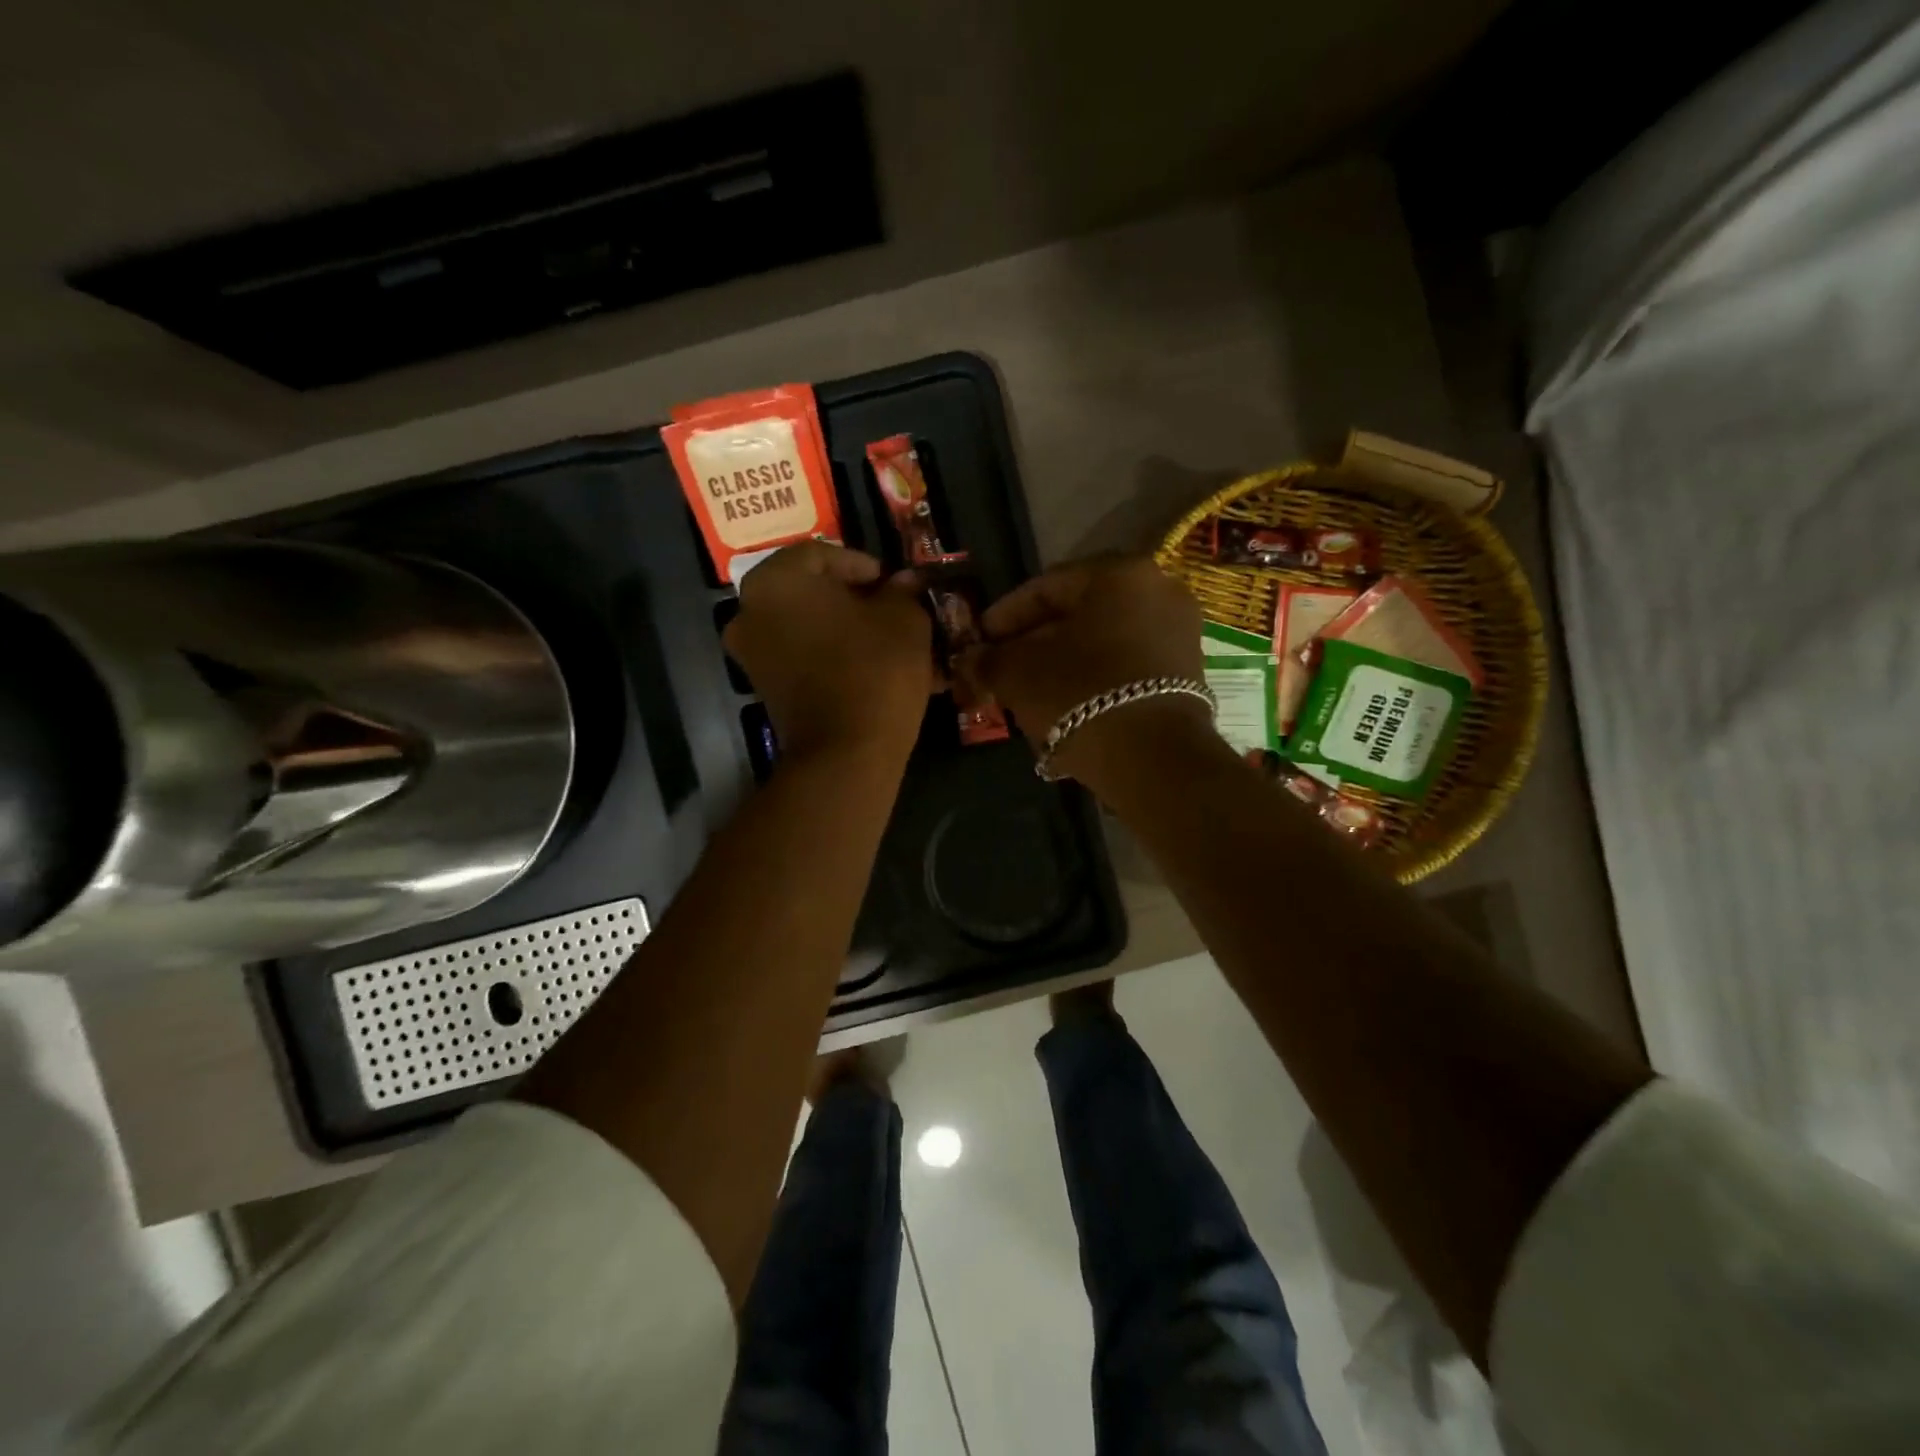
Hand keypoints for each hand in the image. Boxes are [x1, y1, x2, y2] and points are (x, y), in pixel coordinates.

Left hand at [724, 542, 934, 764]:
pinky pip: (802, 657)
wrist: (846, 753)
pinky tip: (868, 666)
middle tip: (889, 608)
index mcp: (776, 580)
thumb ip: (901, 592)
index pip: (821, 554)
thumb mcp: (904, 619)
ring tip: (885, 640)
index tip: (893, 584)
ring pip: (806, 626)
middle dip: (852, 598)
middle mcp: (750, 611)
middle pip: (808, 591)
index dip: (863, 565)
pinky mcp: (765, 689)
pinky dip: (831, 655)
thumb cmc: (875, 669)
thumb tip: (904, 583)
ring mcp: (752, 654)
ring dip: (843, 628)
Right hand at [963, 557, 1214, 783]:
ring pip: (1101, 642)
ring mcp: (1179, 632)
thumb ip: (987, 659)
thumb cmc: (1078, 695)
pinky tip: (1064, 706)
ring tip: (1027, 693)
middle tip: (999, 669)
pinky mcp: (1187, 672)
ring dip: (1060, 664)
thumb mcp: (1017, 674)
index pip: (1044, 588)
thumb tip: (969, 660)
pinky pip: (1125, 665)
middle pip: (1076, 615)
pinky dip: (1093, 679)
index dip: (1002, 618)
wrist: (1153, 758)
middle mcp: (1158, 591)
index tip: (977, 643)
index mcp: (1118, 574)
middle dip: (1032, 643)